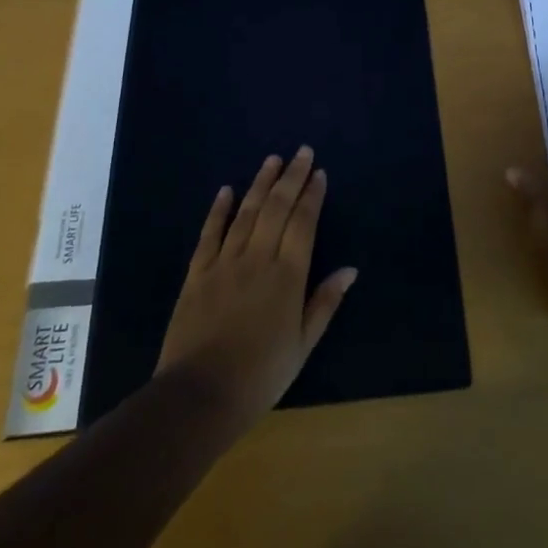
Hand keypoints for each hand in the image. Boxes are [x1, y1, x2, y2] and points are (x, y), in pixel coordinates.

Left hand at [155, 147, 357, 428]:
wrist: (199, 395)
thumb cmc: (260, 375)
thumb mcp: (302, 345)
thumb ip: (324, 303)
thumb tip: (350, 269)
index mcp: (287, 276)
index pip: (303, 223)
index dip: (312, 195)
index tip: (319, 173)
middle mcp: (258, 258)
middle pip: (277, 208)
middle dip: (292, 177)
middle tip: (301, 151)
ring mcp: (224, 262)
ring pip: (246, 213)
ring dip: (261, 184)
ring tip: (272, 160)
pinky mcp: (197, 273)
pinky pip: (209, 233)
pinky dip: (219, 210)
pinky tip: (227, 190)